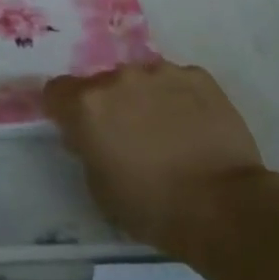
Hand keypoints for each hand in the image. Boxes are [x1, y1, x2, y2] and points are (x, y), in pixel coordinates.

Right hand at [43, 62, 266, 258]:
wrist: (223, 205)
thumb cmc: (152, 207)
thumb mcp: (99, 188)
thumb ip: (87, 149)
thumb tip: (92, 135)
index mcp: (88, 105)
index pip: (56, 91)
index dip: (62, 110)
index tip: (76, 129)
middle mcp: (120, 78)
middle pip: (101, 84)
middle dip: (108, 105)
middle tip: (126, 137)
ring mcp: (161, 72)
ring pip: (140, 80)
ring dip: (143, 99)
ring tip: (165, 133)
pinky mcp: (198, 76)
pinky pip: (176, 82)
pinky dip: (177, 99)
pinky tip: (192, 127)